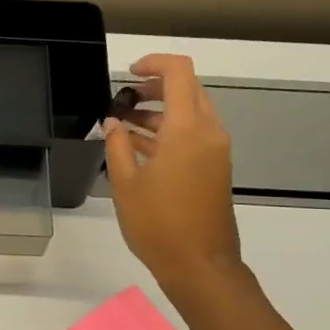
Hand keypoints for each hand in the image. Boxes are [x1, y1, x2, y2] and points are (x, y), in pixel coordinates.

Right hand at [104, 53, 243, 291]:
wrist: (200, 266)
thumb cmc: (158, 224)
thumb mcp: (125, 183)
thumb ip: (118, 144)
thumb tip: (114, 122)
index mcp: (187, 129)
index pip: (179, 72)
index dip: (153, 63)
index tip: (127, 74)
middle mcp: (208, 132)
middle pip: (187, 88)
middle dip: (154, 87)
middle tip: (123, 99)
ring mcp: (215, 150)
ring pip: (190, 112)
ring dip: (159, 112)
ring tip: (123, 125)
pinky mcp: (215, 167)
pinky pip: (193, 134)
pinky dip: (169, 131)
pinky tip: (138, 147)